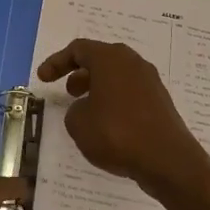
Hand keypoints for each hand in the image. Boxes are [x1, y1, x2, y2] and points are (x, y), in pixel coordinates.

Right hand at [36, 39, 209, 200]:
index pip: (78, 49)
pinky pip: (129, 93)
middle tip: (67, 91)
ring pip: (116, 76)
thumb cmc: (117, 133)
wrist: (167, 160)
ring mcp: (150, 81)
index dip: (56, 62)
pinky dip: (113, 101)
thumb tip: (85, 108)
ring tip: (85, 110)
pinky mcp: (160, 101)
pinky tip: (107, 124)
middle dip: (80, 73)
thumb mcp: (79, 123)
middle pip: (100, 59)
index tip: (43, 79)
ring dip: (97, 88)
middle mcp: (132, 62)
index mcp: (110, 58)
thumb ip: (74, 110)